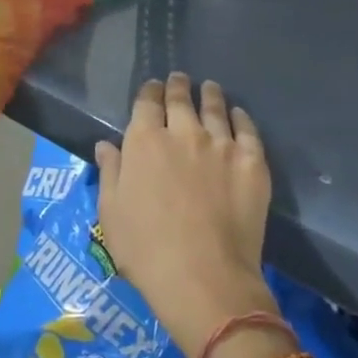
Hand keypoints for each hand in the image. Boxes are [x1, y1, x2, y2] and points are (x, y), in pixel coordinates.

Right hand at [96, 74, 277, 355]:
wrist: (204, 278)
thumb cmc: (146, 250)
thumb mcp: (112, 213)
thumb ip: (110, 172)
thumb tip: (105, 144)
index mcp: (145, 141)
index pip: (147, 102)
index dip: (150, 92)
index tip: (153, 88)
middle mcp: (183, 132)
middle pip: (181, 99)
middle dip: (178, 86)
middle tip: (180, 79)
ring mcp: (221, 144)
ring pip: (215, 108)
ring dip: (210, 94)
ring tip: (210, 88)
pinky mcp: (251, 162)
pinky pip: (247, 129)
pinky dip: (241, 117)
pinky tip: (238, 114)